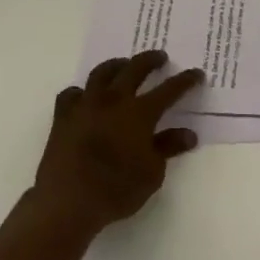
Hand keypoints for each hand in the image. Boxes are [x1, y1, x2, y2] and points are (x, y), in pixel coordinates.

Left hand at [34, 52, 203, 230]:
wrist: (68, 202)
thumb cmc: (117, 189)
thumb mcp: (152, 173)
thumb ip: (168, 147)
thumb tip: (188, 134)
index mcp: (140, 113)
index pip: (169, 90)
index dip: (185, 81)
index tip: (196, 73)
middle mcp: (113, 101)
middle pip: (134, 69)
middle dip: (150, 60)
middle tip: (159, 57)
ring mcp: (85, 106)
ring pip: (101, 73)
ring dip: (116, 65)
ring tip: (123, 65)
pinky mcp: (63, 117)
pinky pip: (72, 94)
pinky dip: (82, 92)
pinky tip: (86, 96)